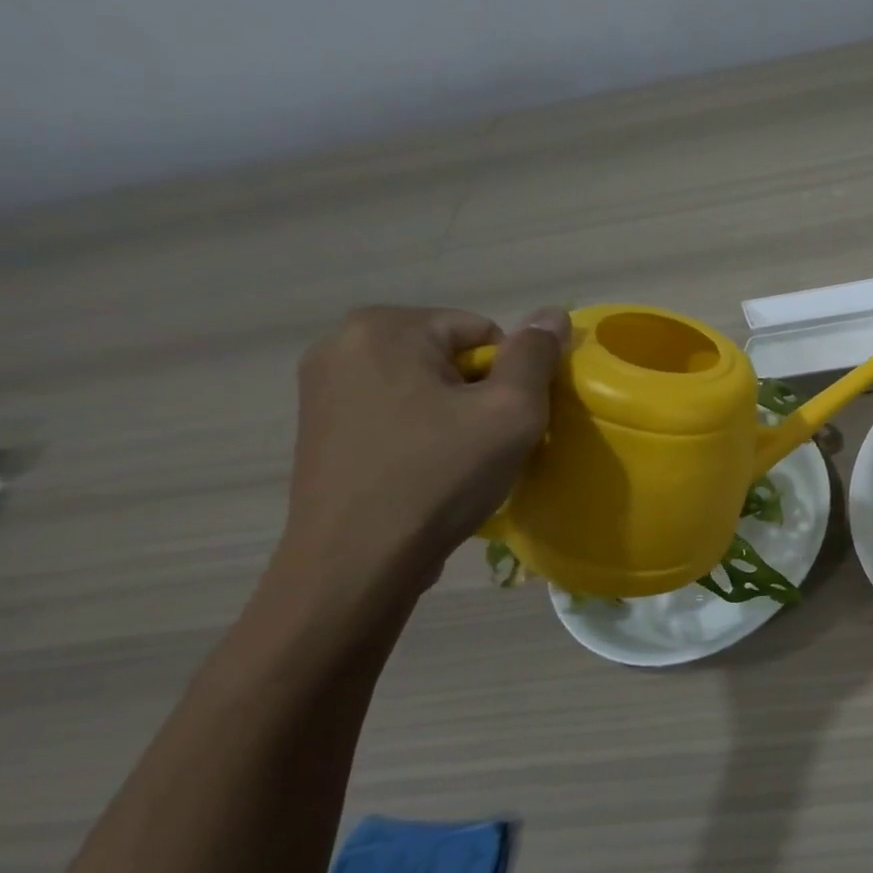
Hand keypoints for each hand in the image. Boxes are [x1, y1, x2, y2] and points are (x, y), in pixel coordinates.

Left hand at [280, 306, 569, 587]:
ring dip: (452, 413)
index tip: (504, 422)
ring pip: (424, 384)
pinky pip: (394, 410)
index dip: (509, 377)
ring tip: (458, 459)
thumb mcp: (511, 411)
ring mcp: (322, 386)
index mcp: (384, 328)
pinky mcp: (319, 425)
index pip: (484, 331)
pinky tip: (426, 469)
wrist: (358, 559)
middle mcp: (341, 343)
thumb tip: (553, 312)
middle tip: (486, 442)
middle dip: (479, 393)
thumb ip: (536, 356)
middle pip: (450, 355)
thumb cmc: (440, 475)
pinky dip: (421, 431)